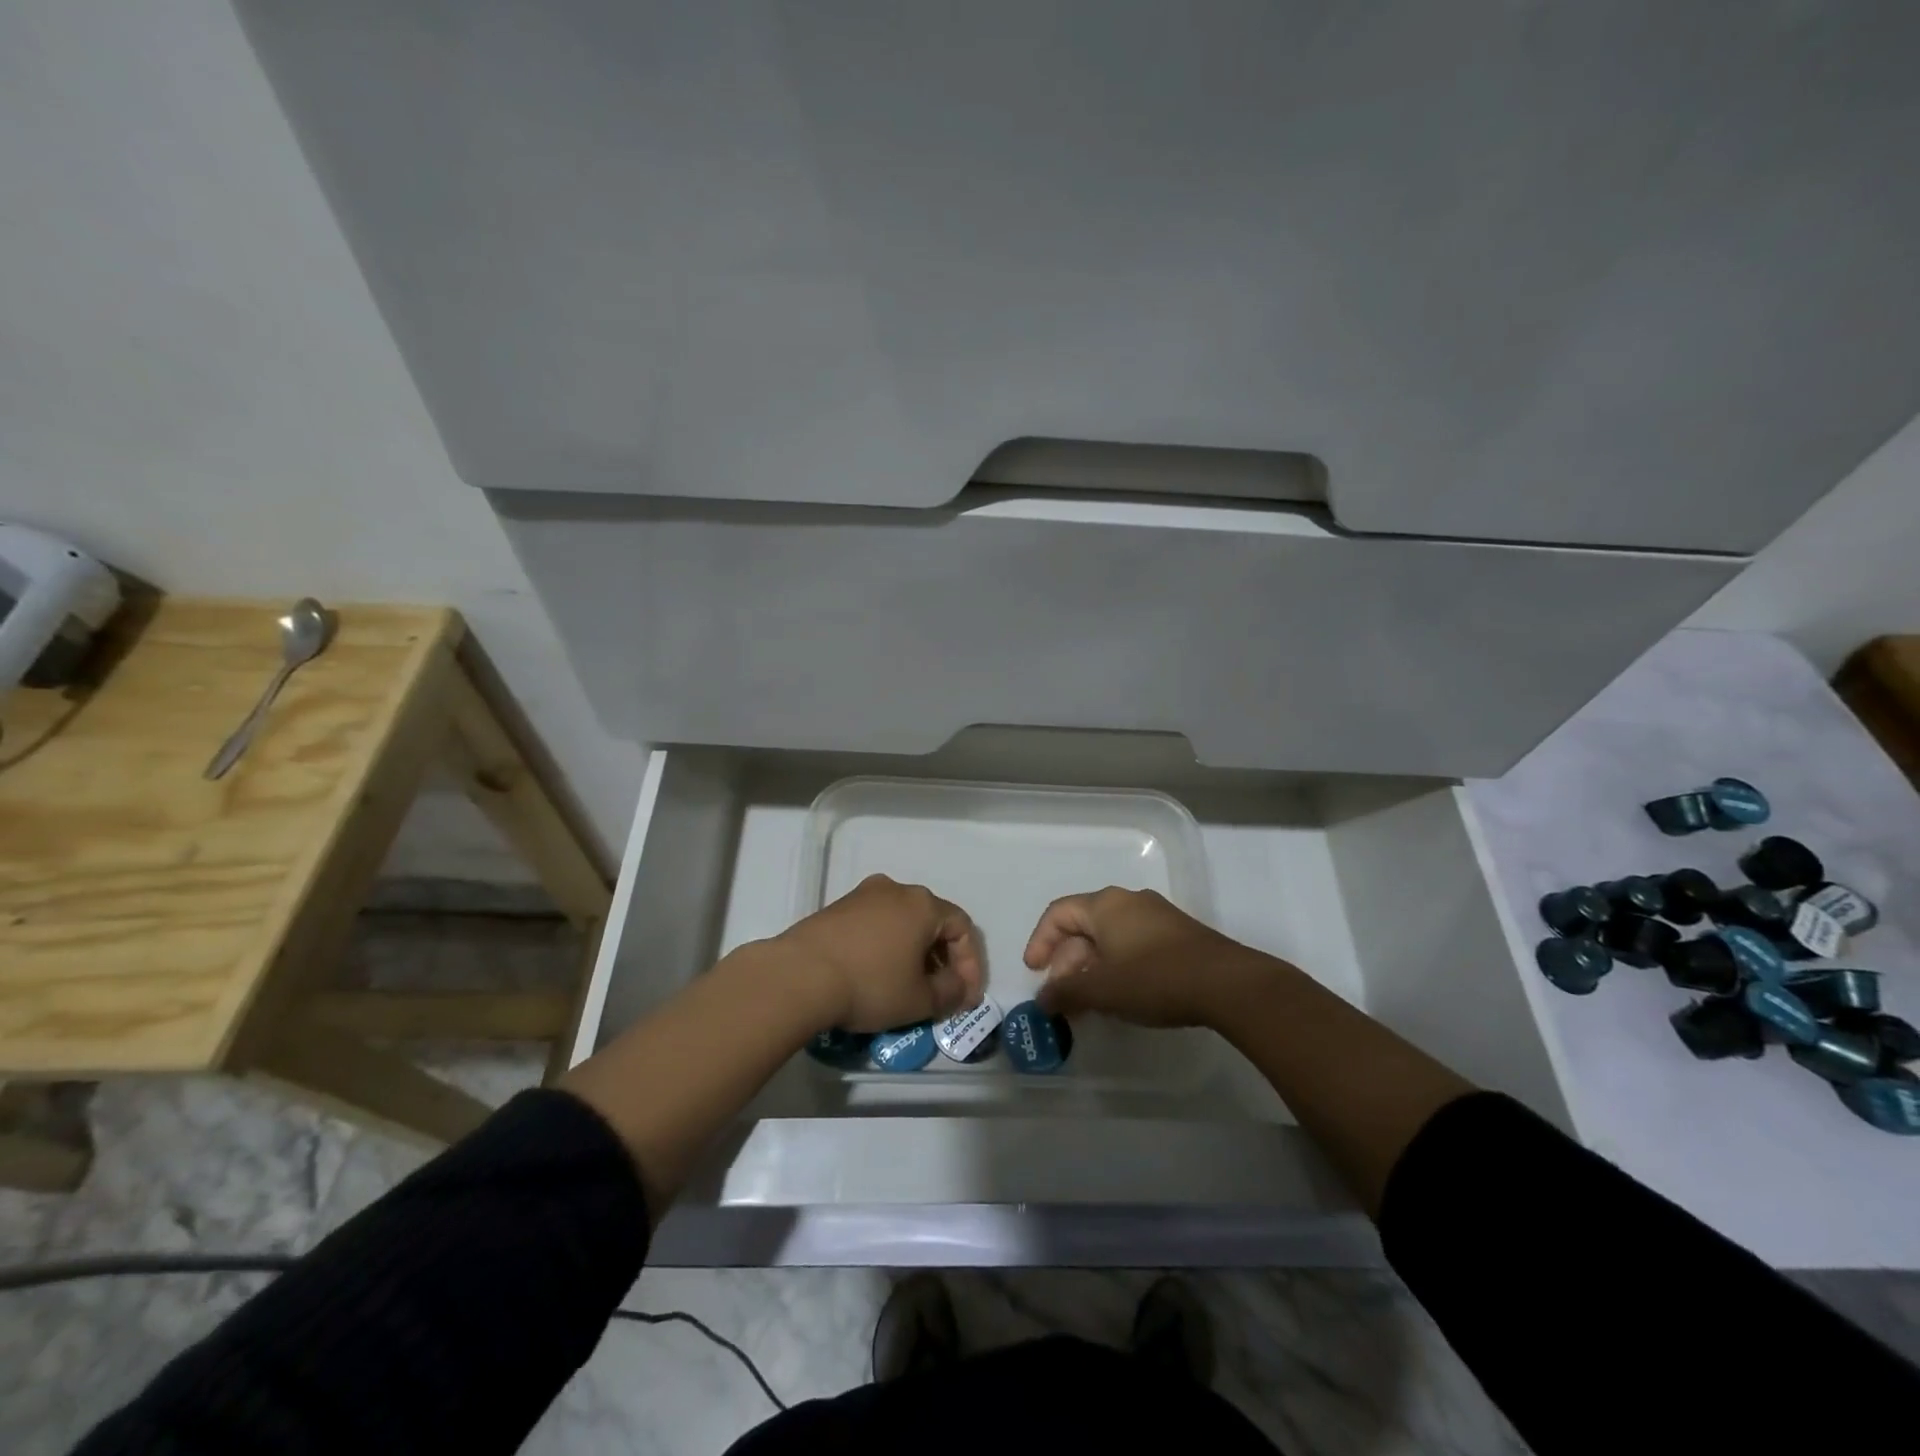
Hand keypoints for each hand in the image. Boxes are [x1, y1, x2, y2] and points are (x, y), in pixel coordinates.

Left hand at [771, 874, 984, 1032]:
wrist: (799, 975)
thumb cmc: (871, 984)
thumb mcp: (920, 1000)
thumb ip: (950, 993)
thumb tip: (958, 988)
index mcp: (923, 904)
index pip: (962, 928)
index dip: (971, 964)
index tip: (965, 996)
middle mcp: (896, 890)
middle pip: (932, 921)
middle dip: (942, 958)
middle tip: (940, 991)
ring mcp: (862, 895)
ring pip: (901, 922)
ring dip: (912, 952)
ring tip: (907, 985)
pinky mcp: (836, 908)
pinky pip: (874, 925)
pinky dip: (885, 947)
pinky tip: (876, 975)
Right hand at [1023, 886, 1262, 1027]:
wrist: (1227, 984)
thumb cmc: (1155, 978)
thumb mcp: (1103, 989)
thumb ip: (1066, 992)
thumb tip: (1043, 999)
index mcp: (1105, 905)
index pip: (1059, 913)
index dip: (1040, 941)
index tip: (1034, 972)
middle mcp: (1128, 901)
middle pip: (1084, 926)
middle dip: (1067, 962)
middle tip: (1063, 997)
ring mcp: (1156, 916)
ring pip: (1109, 937)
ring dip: (1092, 968)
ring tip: (1090, 1003)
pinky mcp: (1178, 934)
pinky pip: (1133, 944)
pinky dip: (1117, 966)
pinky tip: (1122, 996)